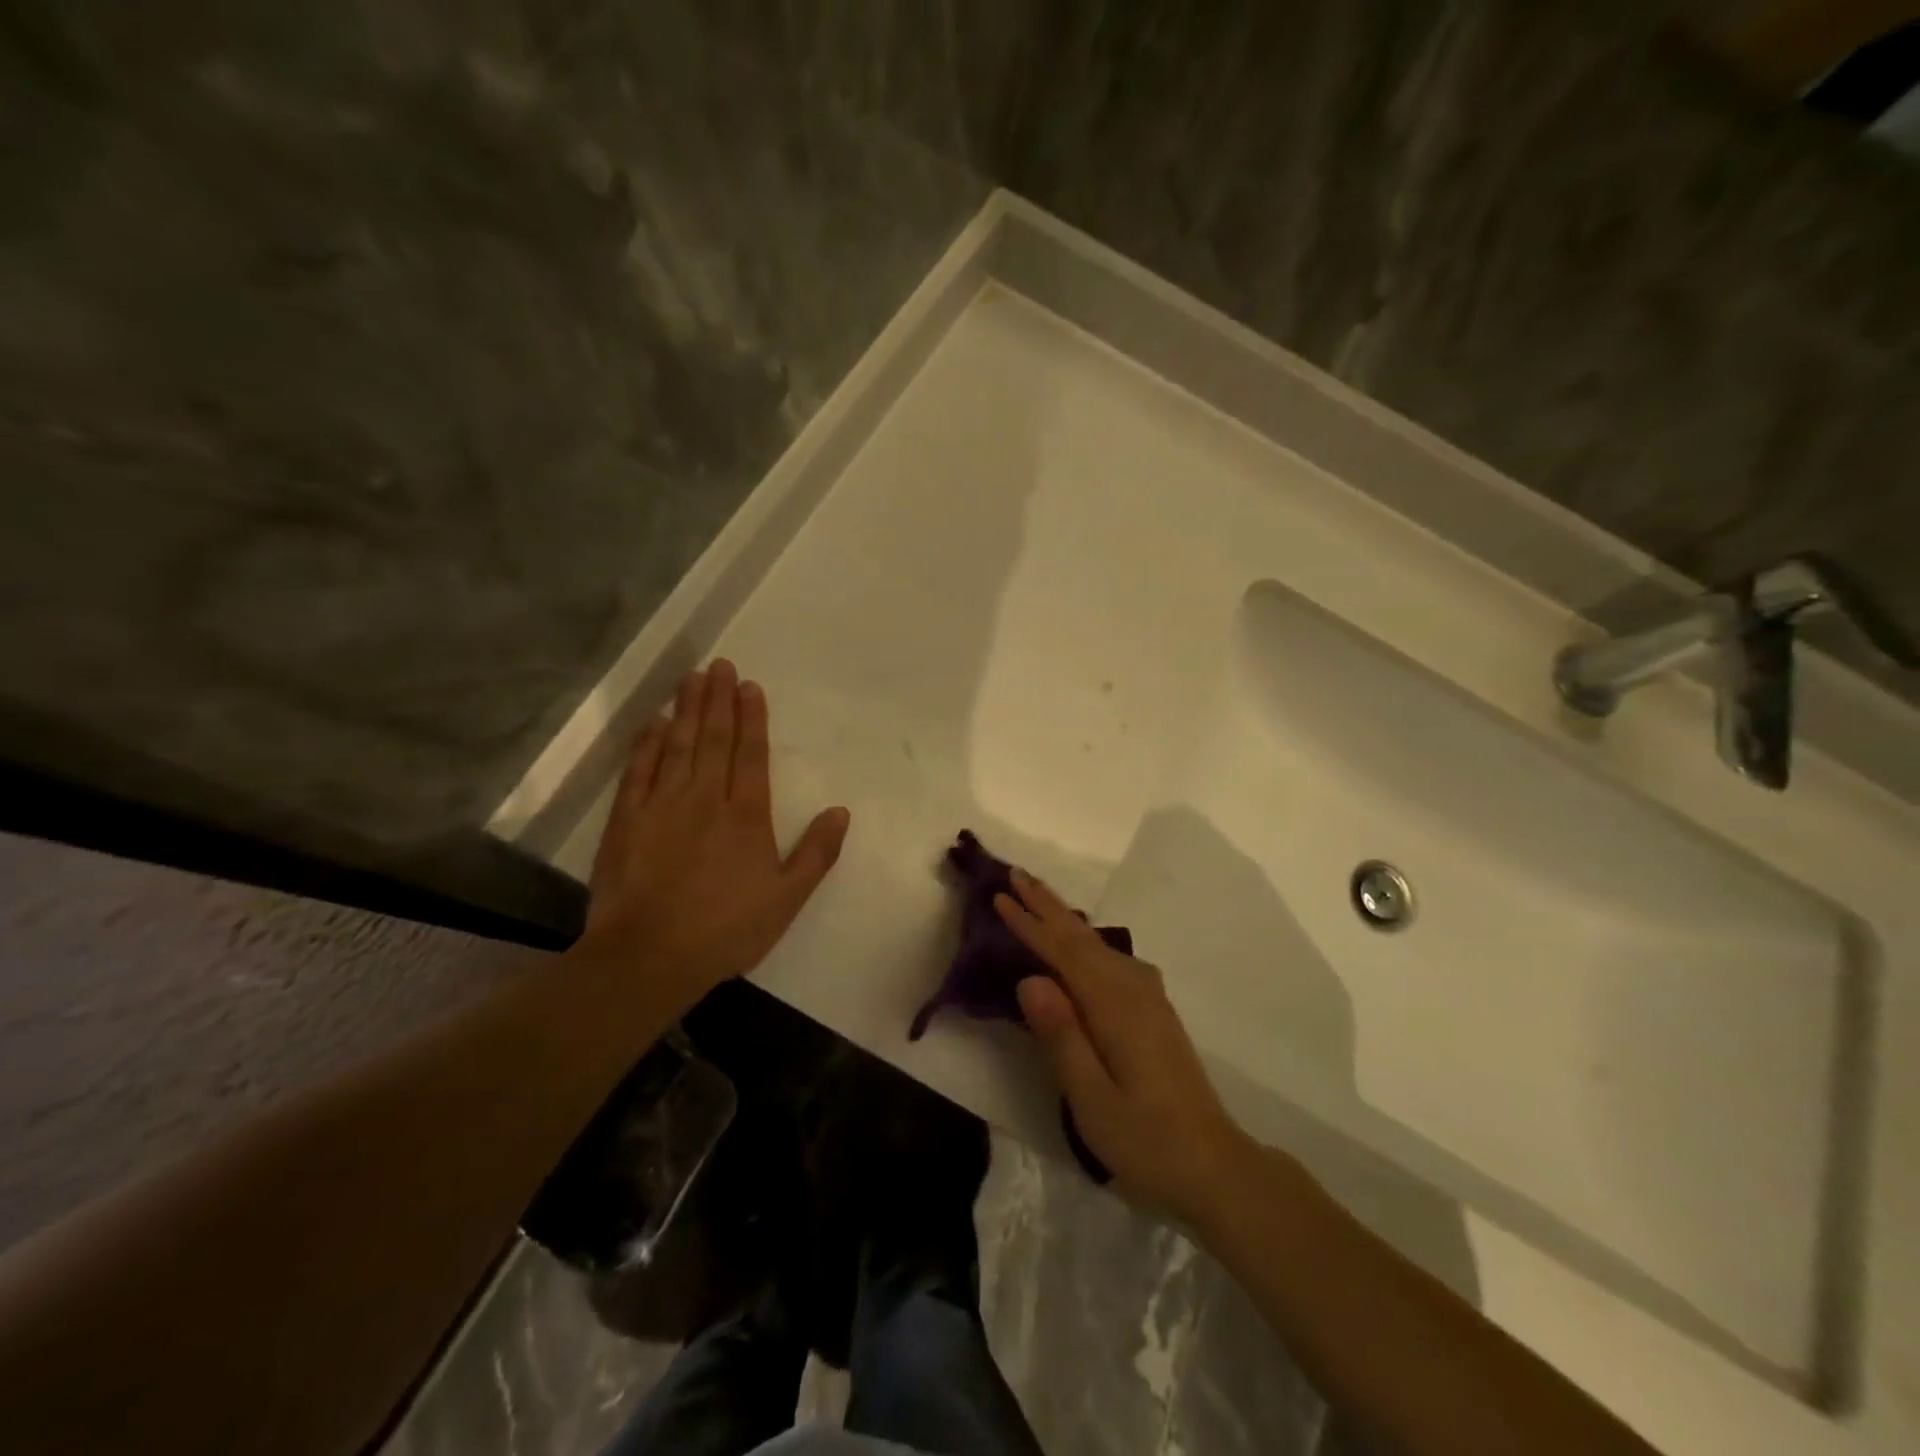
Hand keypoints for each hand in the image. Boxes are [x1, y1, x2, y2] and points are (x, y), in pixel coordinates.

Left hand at [574, 660, 850, 1010]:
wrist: (648, 955)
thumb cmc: (726, 930)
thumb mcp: (787, 899)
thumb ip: (817, 853)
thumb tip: (840, 811)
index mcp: (746, 815)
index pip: (751, 754)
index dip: (752, 717)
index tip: (749, 686)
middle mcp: (705, 798)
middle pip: (714, 739)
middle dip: (719, 700)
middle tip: (720, 665)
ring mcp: (662, 804)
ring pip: (678, 744)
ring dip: (687, 709)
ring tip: (692, 677)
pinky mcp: (627, 819)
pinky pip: (639, 769)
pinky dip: (648, 742)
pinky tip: (655, 721)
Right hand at [997, 870, 1251, 1224]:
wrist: (1216, 1167)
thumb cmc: (1147, 1142)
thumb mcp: (1093, 1100)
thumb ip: (1062, 1036)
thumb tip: (1030, 978)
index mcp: (1114, 1007)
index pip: (1062, 953)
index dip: (1029, 924)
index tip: (999, 895)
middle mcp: (1133, 988)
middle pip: (1081, 937)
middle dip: (1046, 904)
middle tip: (1015, 873)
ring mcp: (1148, 997)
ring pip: (1097, 944)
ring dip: (1064, 917)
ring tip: (1037, 895)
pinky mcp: (1153, 1010)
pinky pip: (1109, 957)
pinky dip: (1083, 939)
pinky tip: (1078, 941)